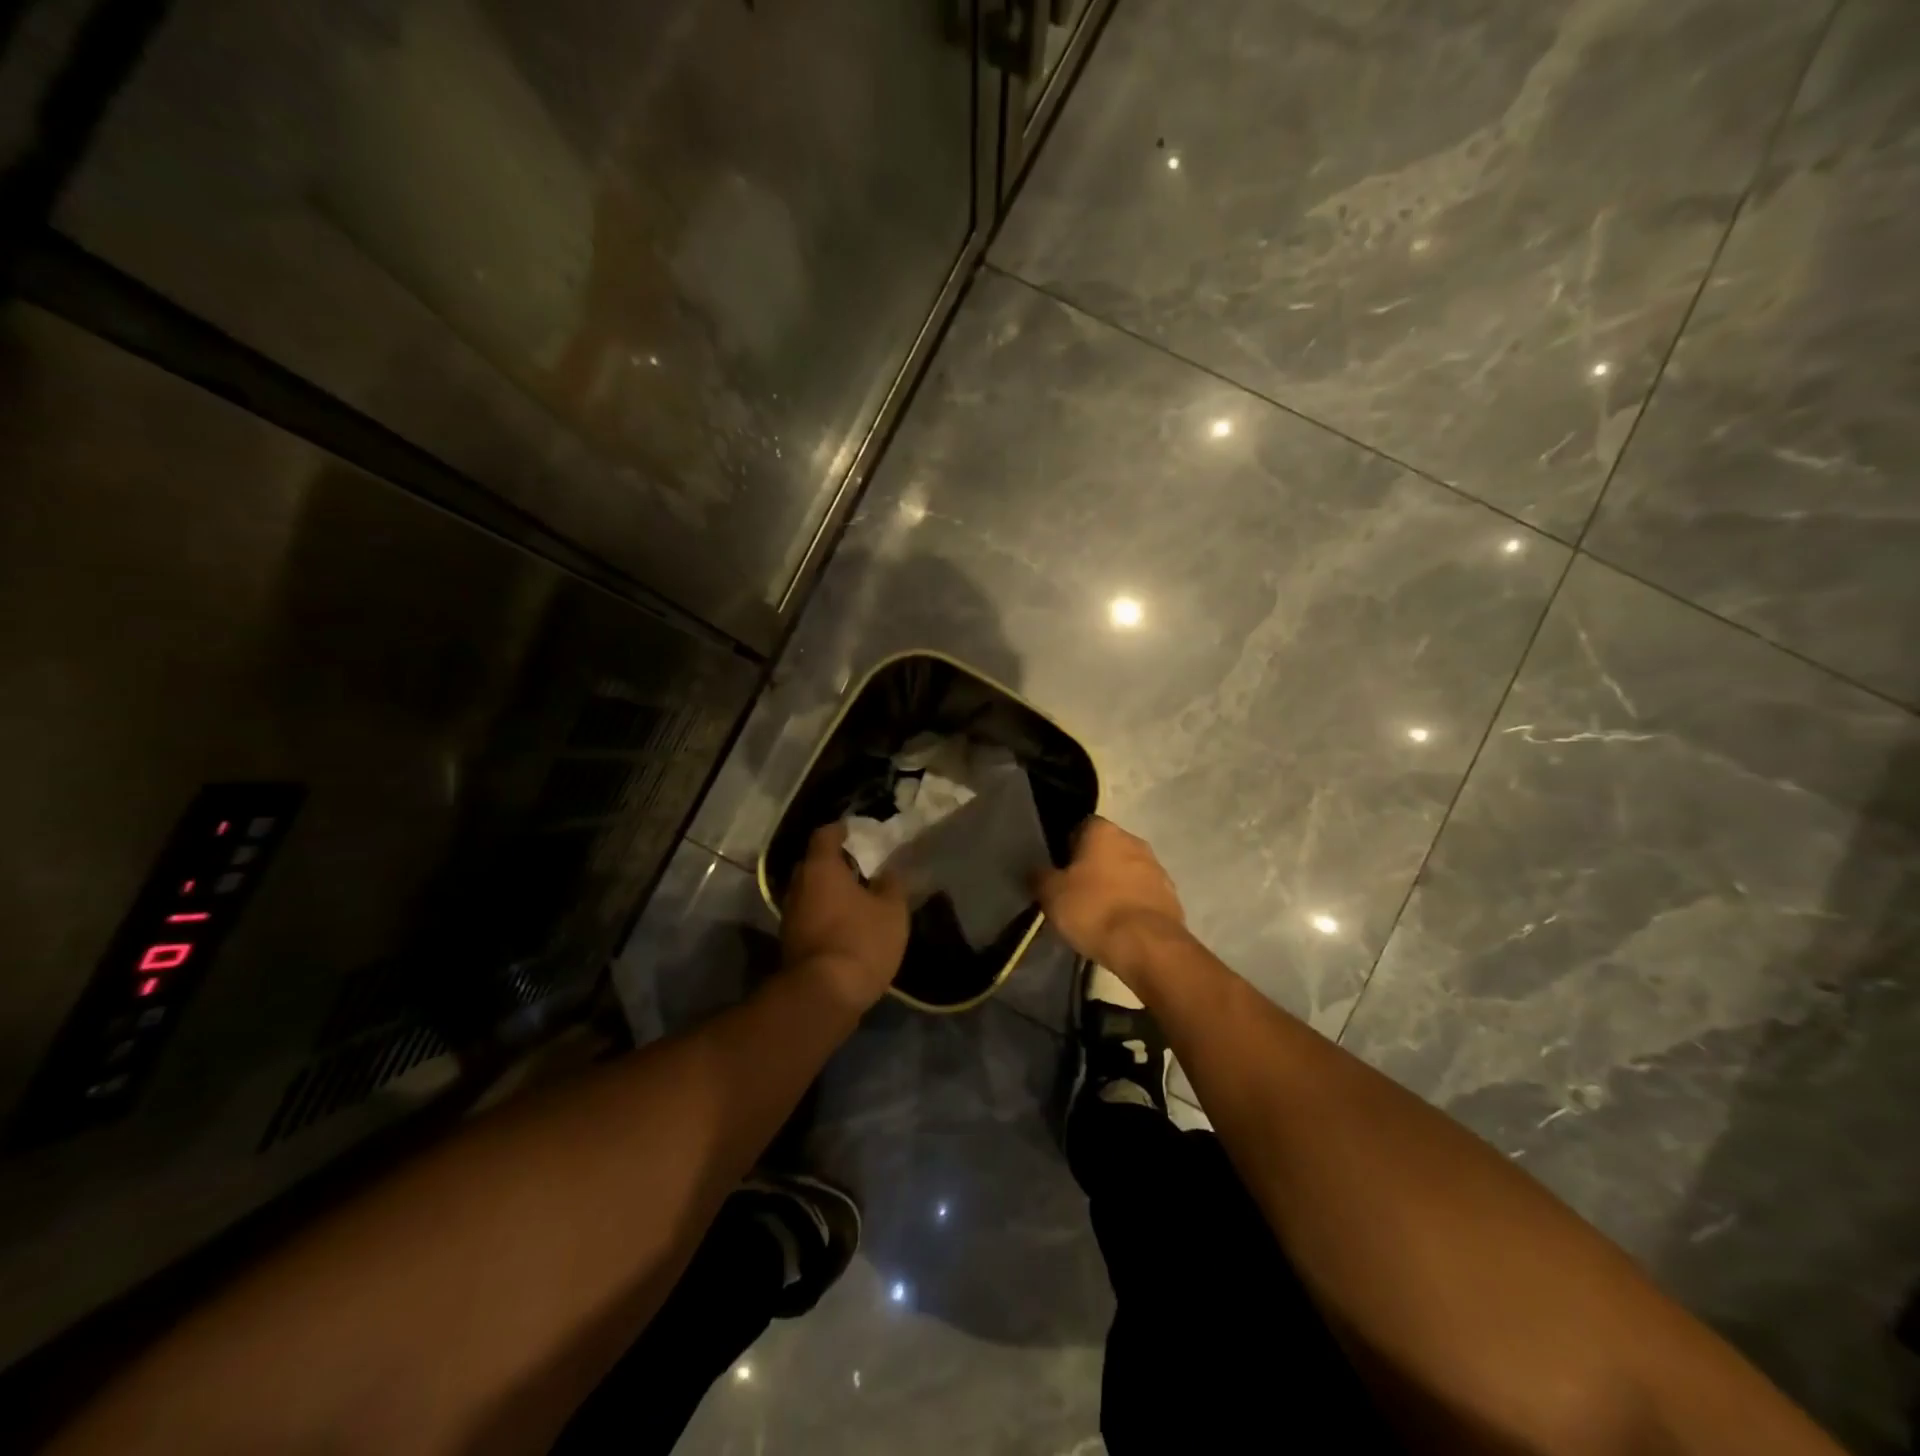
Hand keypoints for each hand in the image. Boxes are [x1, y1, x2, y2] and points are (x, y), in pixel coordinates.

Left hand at [781, 824, 910, 1013]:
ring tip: (856, 896)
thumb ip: (891, 884)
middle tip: (860, 865)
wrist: (824, 995)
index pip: (824, 835)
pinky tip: (846, 923)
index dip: (840, 829)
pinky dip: (825, 913)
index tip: (855, 830)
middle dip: (834, 862)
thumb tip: (887, 872)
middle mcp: (799, 886)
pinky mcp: (790, 942)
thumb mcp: (891, 910)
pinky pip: (809, 916)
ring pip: (810, 892)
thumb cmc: (860, 940)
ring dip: (829, 891)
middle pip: (813, 864)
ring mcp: (790, 916)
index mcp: (821, 868)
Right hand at [1033, 817, 1185, 987]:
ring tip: (1099, 913)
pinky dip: (1132, 905)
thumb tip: (1036, 870)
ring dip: (1115, 885)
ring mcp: (1158, 868)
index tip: (1059, 870)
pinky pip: (1144, 895)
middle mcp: (1134, 841)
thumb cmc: (1093, 909)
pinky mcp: (1172, 897)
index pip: (1081, 827)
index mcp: (1104, 831)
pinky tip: (1120, 926)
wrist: (1147, 946)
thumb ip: (1040, 876)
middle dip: (1093, 866)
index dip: (1067, 847)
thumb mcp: (1051, 894)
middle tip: (1076, 892)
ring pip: (1128, 871)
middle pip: (1107, 848)